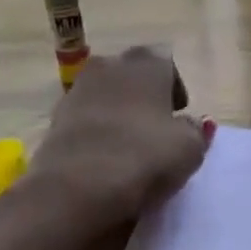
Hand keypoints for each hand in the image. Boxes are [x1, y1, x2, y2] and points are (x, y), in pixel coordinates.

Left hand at [25, 47, 210, 231]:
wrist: (76, 187)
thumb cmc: (144, 156)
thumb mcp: (189, 148)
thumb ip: (195, 130)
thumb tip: (191, 124)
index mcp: (146, 63)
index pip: (167, 62)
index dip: (175, 88)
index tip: (179, 115)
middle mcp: (109, 66)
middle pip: (132, 74)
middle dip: (144, 95)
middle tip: (156, 127)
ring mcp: (77, 90)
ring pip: (106, 94)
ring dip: (118, 112)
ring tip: (129, 145)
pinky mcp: (55, 119)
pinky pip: (85, 118)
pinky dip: (96, 131)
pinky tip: (104, 157)